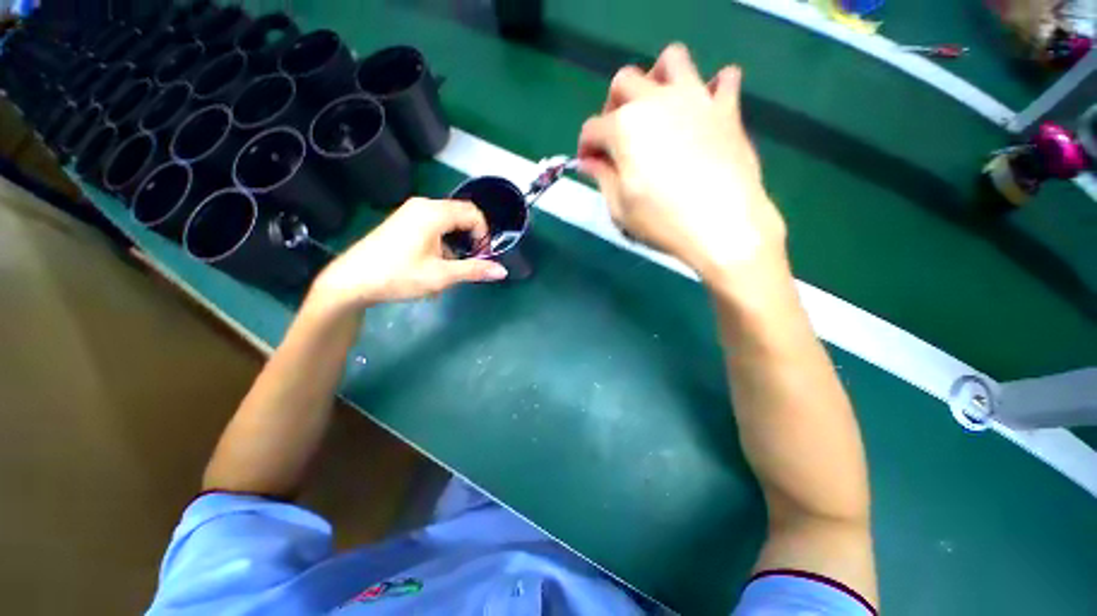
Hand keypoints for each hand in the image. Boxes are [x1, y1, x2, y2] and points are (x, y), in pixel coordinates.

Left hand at [310, 198, 507, 310]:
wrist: (352, 281)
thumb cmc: (398, 276)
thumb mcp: (441, 276)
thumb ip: (474, 270)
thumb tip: (502, 271)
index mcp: (434, 213)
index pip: (473, 214)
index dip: (483, 235)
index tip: (481, 257)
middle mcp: (423, 205)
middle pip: (461, 216)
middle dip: (470, 240)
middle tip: (468, 264)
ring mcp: (411, 212)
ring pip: (448, 223)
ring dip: (455, 245)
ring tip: (448, 270)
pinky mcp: (403, 222)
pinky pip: (433, 226)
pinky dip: (442, 243)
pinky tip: (433, 265)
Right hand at [578, 44, 787, 287]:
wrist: (722, 225)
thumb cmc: (662, 221)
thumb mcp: (620, 207)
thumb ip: (603, 177)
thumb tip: (590, 162)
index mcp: (624, 128)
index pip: (592, 128)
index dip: (585, 148)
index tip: (589, 166)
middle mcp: (656, 101)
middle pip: (624, 81)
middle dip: (613, 106)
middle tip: (618, 137)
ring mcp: (695, 99)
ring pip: (672, 59)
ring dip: (658, 78)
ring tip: (658, 109)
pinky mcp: (727, 109)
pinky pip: (725, 78)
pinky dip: (712, 88)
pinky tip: (704, 111)